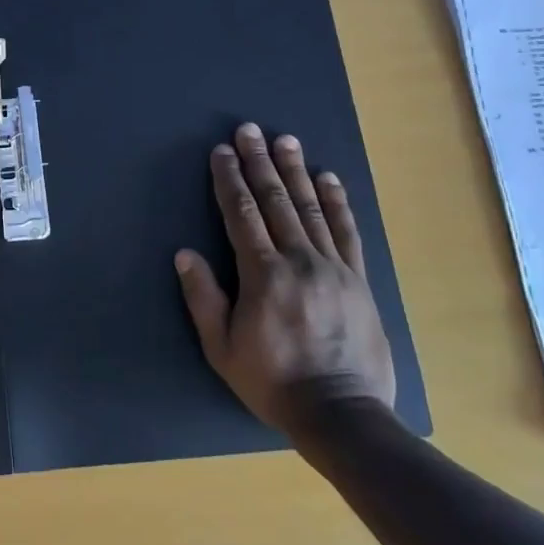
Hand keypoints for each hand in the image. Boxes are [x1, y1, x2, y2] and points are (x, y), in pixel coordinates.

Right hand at [175, 123, 396, 448]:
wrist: (341, 414)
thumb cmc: (272, 382)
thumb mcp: (222, 349)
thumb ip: (203, 298)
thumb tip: (184, 254)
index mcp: (263, 275)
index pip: (242, 215)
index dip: (229, 181)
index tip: (222, 152)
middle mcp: (299, 261)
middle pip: (276, 201)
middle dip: (260, 163)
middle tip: (250, 130)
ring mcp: (334, 267)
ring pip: (311, 208)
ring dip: (296, 171)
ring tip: (286, 140)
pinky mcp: (359, 279)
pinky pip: (346, 232)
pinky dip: (337, 202)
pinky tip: (329, 178)